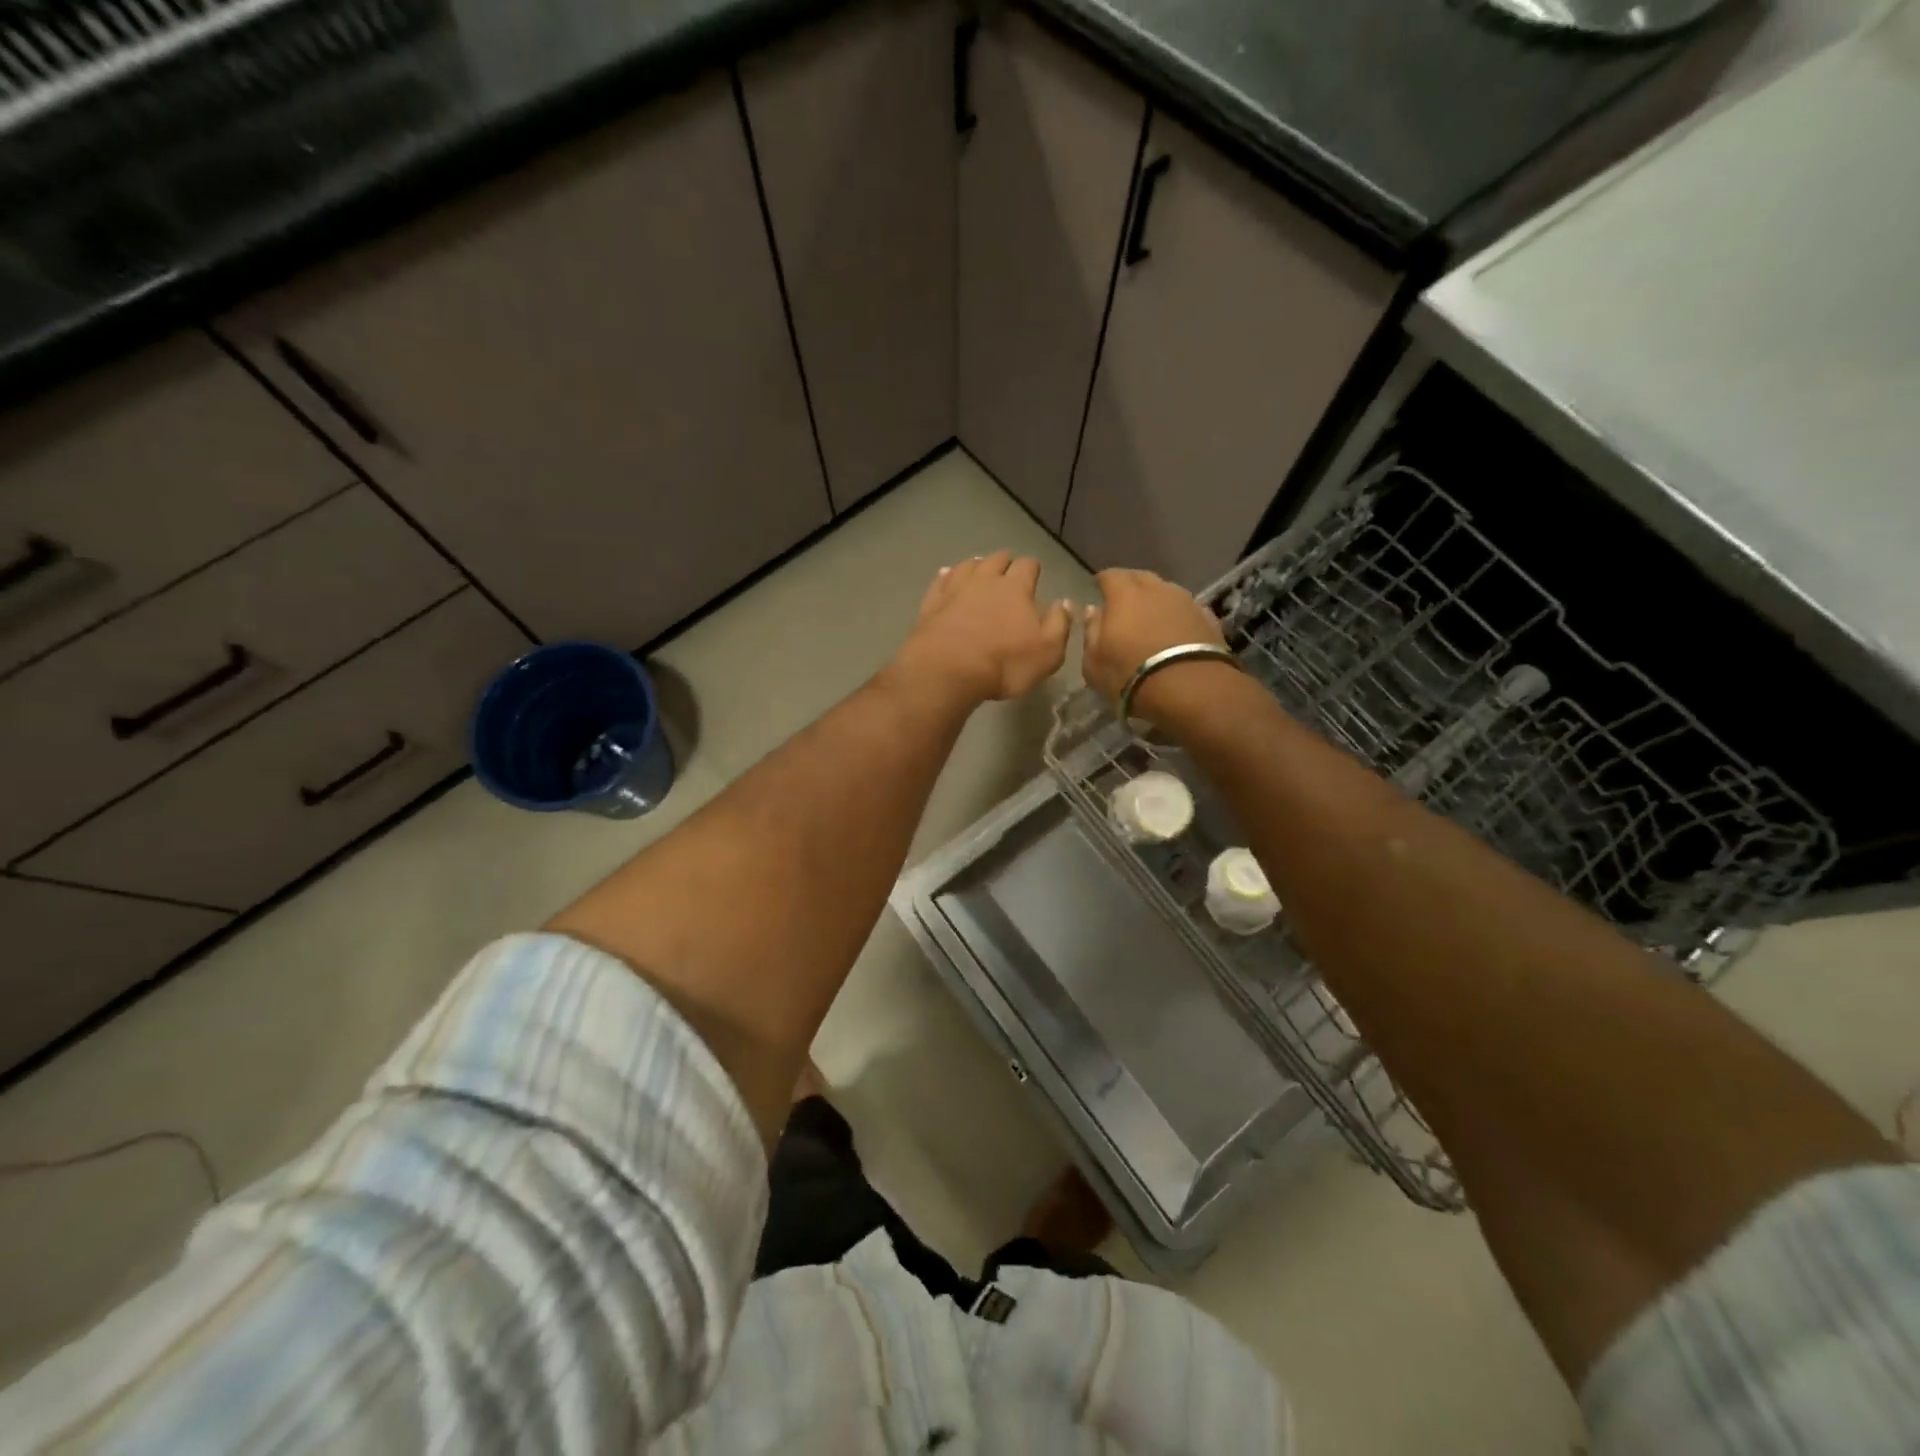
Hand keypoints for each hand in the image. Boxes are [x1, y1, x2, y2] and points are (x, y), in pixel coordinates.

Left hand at [893, 552, 1072, 705]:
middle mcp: (985, 580)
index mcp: (1016, 588)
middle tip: (1008, 572)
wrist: (947, 670)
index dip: (1032, 568)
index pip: (1028, 565)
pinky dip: (946, 576)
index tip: (1034, 576)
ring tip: (980, 571)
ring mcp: (955, 589)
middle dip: (1005, 563)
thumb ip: (1059, 624)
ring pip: (968, 565)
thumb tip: (1064, 602)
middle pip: (997, 559)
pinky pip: (940, 580)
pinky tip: (947, 576)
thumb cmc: (1005, 664)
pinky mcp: (932, 603)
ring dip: (977, 565)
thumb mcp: (1048, 652)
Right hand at [1083, 568, 1229, 716]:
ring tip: (1151, 617)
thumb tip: (1094, 610)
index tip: (1097, 588)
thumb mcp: (1094, 662)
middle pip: (1140, 578)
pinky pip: (1187, 610)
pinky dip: (1178, 616)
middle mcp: (1157, 589)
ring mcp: (1187, 601)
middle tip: (1123, 602)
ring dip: (1157, 600)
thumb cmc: (1131, 675)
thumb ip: (1091, 632)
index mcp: (1124, 594)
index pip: (1110, 576)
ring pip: (1167, 592)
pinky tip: (1176, 630)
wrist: (1190, 689)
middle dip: (1130, 586)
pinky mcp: (1209, 618)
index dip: (1102, 581)